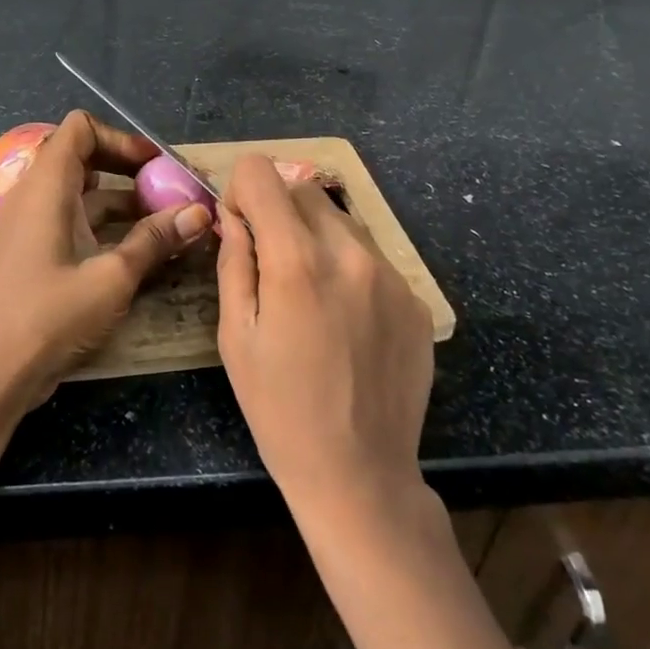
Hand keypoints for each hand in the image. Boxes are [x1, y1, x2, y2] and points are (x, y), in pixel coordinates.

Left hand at [0, 110, 212, 413]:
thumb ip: (156, 239)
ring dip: (122, 199)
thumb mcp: (112, 276)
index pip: (80, 128)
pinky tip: (139, 247)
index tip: (156, 164)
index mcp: (48, 185)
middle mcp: (36, 194)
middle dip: (128, 168)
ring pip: (82, 192)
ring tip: (165, 219)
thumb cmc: (50, 315)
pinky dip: (105, 224)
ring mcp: (32, 224)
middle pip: (83, 156)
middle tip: (167, 188)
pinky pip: (73, 219)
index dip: (121, 138)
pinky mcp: (34, 251)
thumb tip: (200, 212)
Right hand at [215, 155, 433, 520]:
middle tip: (270, 259)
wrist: (361, 476)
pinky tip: (346, 318)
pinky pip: (371, 256)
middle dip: (279, 209)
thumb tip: (234, 216)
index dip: (242, 191)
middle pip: (304, 189)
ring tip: (311, 293)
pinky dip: (349, 267)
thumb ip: (234, 262)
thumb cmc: (280, 409)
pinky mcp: (415, 297)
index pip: (263, 173)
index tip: (240, 226)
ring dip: (316, 236)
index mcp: (296, 260)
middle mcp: (349, 252)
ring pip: (341, 219)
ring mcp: (390, 274)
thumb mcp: (236, 337)